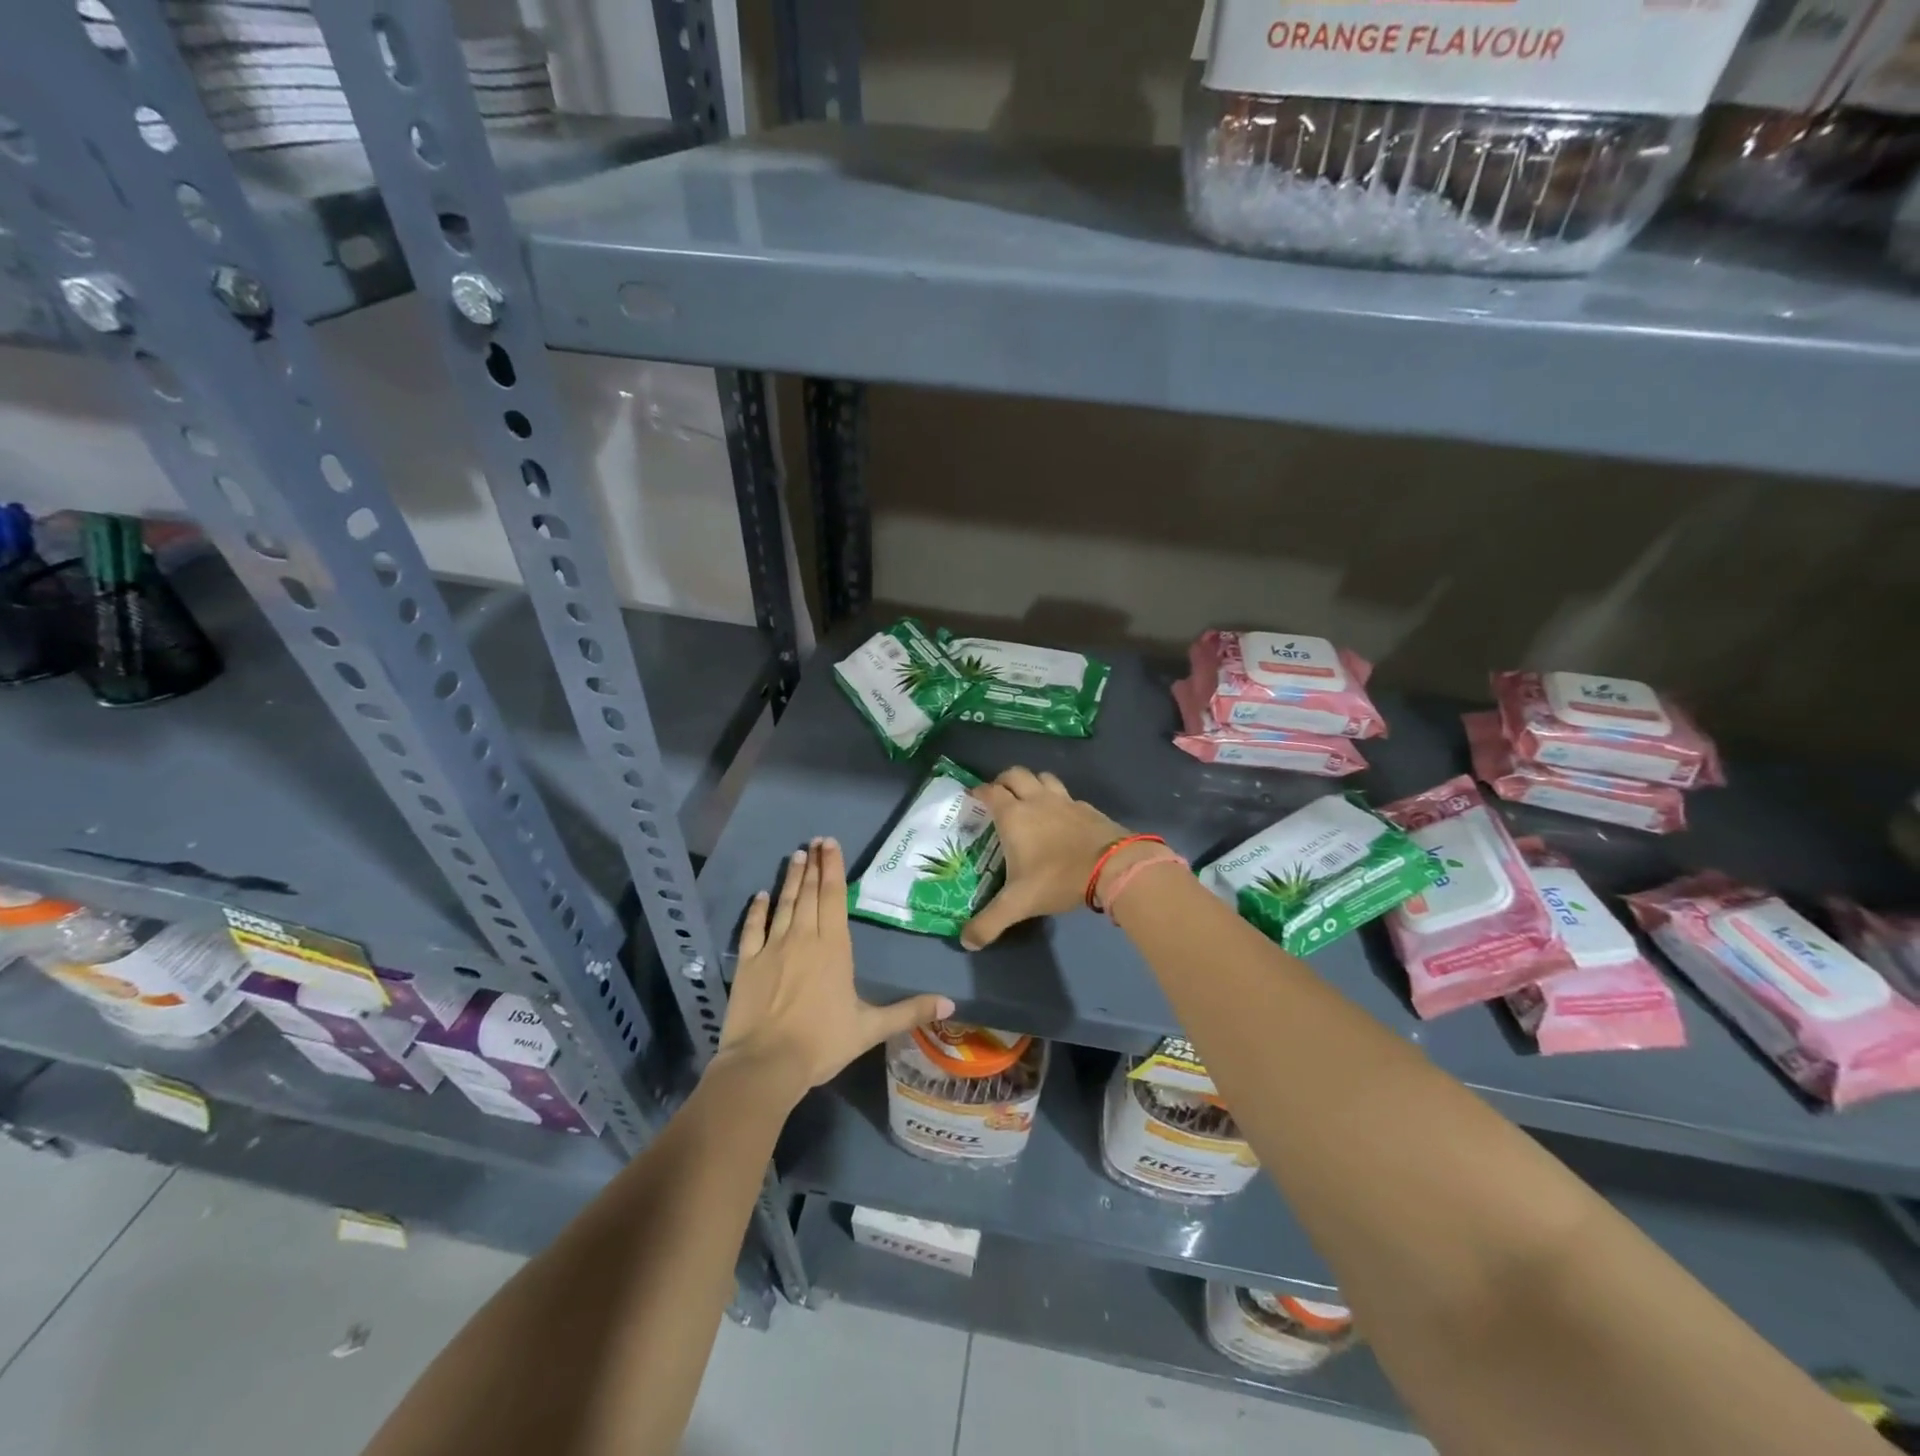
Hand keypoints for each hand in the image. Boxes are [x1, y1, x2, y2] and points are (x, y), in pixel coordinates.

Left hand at [717, 838, 952, 1099]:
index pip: (835, 896)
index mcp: (834, 947)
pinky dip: (757, 909)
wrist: (766, 1064)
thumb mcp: (871, 1028)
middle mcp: (804, 938)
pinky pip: (753, 928)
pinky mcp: (748, 962)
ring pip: (785, 904)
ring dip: (791, 879)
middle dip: (815, 865)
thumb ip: (909, 1012)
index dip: (833, 868)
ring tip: (795, 856)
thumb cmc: (822, 1043)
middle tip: (814, 841)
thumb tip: (951, 1005)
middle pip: (811, 893)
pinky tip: (761, 895)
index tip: (830, 844)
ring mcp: (773, 947)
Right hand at [960, 767, 1130, 948]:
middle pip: (1015, 774)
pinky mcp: (1087, 808)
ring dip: (1032, 783)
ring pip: (1043, 777)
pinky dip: (1059, 799)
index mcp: (1014, 815)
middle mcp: (1036, 800)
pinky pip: (1067, 795)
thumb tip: (966, 942)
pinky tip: (1061, 817)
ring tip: (1028, 799)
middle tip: (998, 797)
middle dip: (1003, 781)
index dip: (978, 791)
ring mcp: (1065, 801)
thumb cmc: (1057, 878)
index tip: (972, 798)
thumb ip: (989, 923)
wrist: (1113, 867)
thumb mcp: (1019, 904)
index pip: (990, 791)